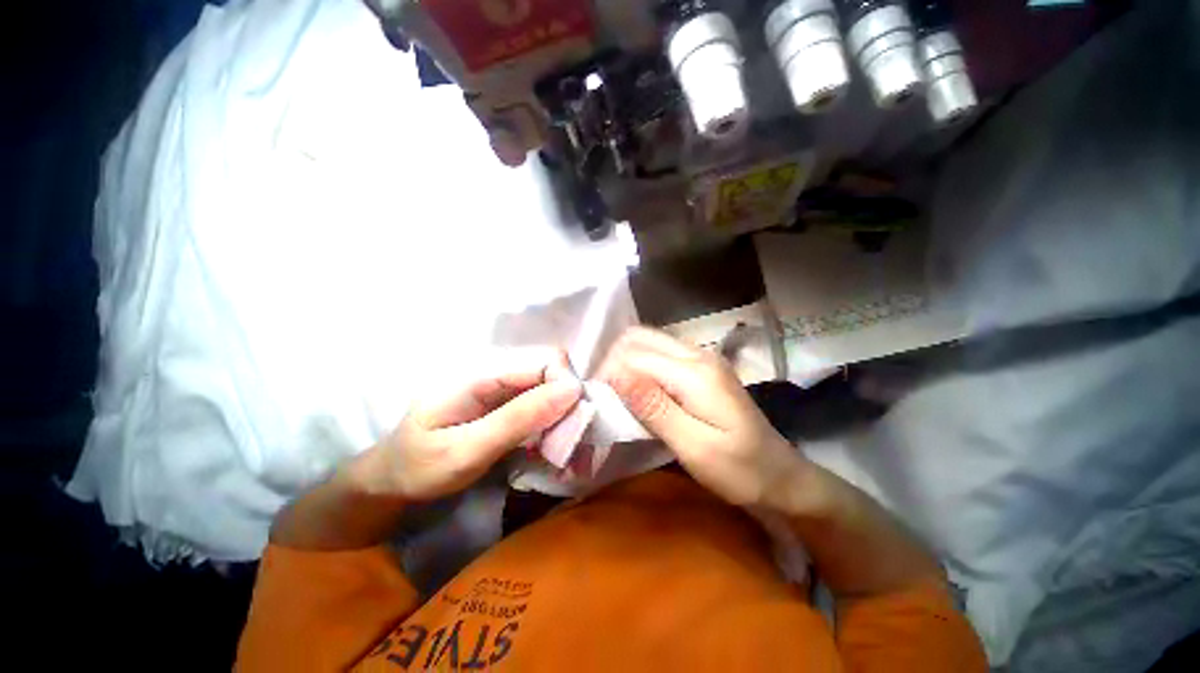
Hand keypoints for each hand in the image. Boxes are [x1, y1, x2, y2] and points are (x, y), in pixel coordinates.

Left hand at [357, 348, 581, 501]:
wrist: (393, 477)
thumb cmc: (421, 467)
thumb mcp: (467, 450)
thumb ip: (518, 419)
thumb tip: (572, 390)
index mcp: (482, 373)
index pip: (546, 361)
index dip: (566, 388)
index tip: (572, 426)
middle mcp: (495, 370)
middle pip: (552, 368)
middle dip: (567, 401)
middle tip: (563, 439)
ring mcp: (500, 384)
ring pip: (550, 384)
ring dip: (561, 411)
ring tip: (555, 443)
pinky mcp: (504, 398)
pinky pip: (540, 398)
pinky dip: (551, 418)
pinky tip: (545, 440)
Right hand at [598, 328, 806, 508]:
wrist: (781, 476)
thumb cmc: (740, 470)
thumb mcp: (694, 446)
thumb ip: (654, 407)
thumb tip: (615, 374)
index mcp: (695, 372)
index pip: (634, 355)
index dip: (609, 375)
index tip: (599, 402)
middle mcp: (697, 353)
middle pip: (638, 337)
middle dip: (613, 361)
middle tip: (606, 396)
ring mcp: (701, 357)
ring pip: (647, 341)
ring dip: (625, 362)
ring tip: (618, 394)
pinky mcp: (700, 367)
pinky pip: (659, 353)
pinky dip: (640, 365)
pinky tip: (638, 390)